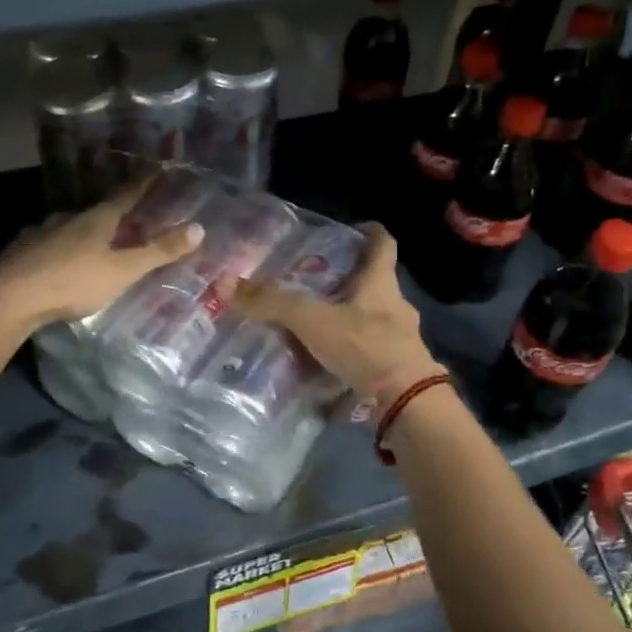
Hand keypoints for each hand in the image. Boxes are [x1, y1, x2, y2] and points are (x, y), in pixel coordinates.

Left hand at [0, 180, 204, 334]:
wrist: (9, 297)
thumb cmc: (72, 282)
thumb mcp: (122, 270)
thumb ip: (158, 252)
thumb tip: (199, 228)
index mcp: (97, 219)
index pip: (127, 195)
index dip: (144, 182)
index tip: (157, 166)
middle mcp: (69, 218)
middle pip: (98, 212)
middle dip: (114, 215)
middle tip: (128, 222)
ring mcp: (42, 232)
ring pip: (70, 228)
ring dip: (85, 232)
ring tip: (95, 245)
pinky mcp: (22, 251)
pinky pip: (49, 244)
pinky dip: (61, 249)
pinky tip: (58, 261)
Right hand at [232, 223, 439, 397]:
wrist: (406, 402)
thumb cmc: (365, 347)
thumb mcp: (312, 320)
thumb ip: (272, 303)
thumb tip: (225, 284)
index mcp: (381, 283)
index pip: (383, 245)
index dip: (370, 233)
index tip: (353, 229)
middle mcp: (395, 306)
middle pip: (373, 283)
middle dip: (346, 281)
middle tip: (313, 281)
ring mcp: (400, 340)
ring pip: (370, 319)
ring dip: (346, 319)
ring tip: (313, 325)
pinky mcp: (396, 369)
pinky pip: (369, 352)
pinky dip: (349, 353)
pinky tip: (326, 363)